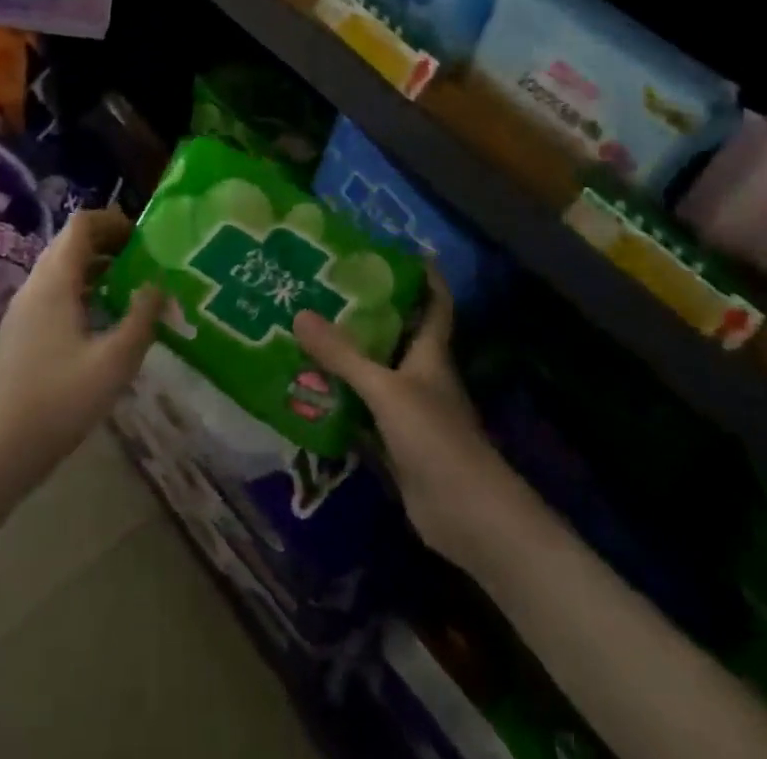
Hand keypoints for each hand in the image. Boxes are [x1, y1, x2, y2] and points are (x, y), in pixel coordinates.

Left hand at [0, 207, 164, 498]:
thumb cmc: (58, 401)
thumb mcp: (115, 361)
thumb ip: (142, 318)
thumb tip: (158, 285)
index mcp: (55, 281)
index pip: (81, 224)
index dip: (114, 221)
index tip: (144, 237)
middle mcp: (36, 285)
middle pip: (71, 243)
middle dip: (109, 243)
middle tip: (144, 260)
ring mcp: (24, 309)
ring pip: (62, 269)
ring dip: (96, 268)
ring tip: (131, 288)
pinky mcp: (22, 332)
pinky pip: (55, 293)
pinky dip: (83, 290)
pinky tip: (104, 321)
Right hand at [294, 271, 519, 566]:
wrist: (467, 516)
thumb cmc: (435, 438)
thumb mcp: (385, 390)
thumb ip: (343, 355)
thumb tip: (300, 314)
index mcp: (430, 353)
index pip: (433, 304)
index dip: (423, 276)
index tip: (397, 251)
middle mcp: (421, 376)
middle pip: (395, 335)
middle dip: (366, 313)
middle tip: (324, 288)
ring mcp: (408, 411)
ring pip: (374, 373)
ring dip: (347, 357)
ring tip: (305, 330)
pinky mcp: (394, 443)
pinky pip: (362, 411)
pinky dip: (340, 400)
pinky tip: (308, 389)